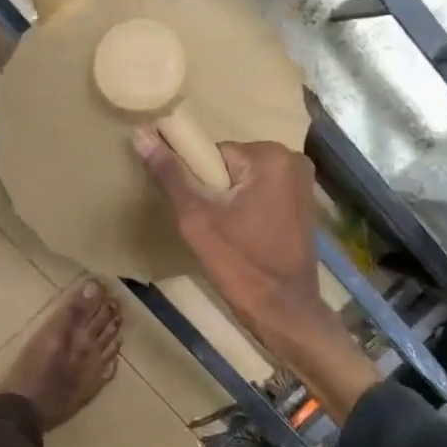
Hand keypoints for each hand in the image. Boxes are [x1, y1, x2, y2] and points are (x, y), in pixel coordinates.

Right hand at [131, 130, 323, 345]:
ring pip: (244, 180)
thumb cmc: (239, 264)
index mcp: (270, 156)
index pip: (213, 154)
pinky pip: (262, 193)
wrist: (283, 311)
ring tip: (226, 234)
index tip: (196, 211)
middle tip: (210, 226)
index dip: (197, 182)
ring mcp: (303, 183)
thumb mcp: (196, 218)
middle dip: (214, 190)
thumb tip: (142, 134)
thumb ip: (170, 174)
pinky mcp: (304, 204)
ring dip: (230, 201)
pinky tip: (243, 236)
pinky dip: (248, 208)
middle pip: (230, 165)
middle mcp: (292, 160)